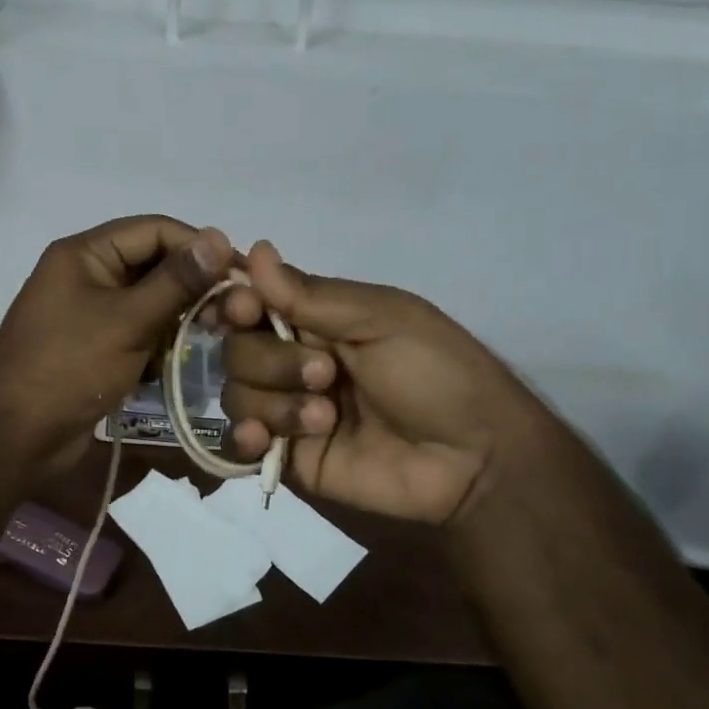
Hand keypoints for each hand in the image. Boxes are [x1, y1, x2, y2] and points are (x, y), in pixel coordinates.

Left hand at [0, 216, 232, 473]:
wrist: (17, 438)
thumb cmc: (69, 368)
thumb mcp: (128, 321)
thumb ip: (176, 281)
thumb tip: (220, 237)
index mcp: (84, 254)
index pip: (154, 230)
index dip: (199, 247)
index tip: (241, 273)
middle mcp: (87, 275)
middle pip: (152, 264)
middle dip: (191, 286)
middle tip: (234, 311)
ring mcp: (89, 313)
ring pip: (149, 301)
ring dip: (179, 317)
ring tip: (214, 337)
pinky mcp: (95, 347)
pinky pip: (138, 331)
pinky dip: (160, 343)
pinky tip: (179, 361)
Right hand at [220, 242, 547, 525]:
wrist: (473, 457)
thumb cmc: (436, 372)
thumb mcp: (382, 319)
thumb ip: (311, 295)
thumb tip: (254, 250)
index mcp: (315, 320)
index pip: (249, 303)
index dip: (234, 304)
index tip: (245, 309)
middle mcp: (292, 360)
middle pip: (236, 351)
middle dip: (272, 361)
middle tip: (326, 374)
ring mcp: (288, 410)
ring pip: (236, 395)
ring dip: (275, 403)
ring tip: (327, 418)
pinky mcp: (288, 457)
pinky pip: (239, 446)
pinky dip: (244, 439)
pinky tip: (264, 440)